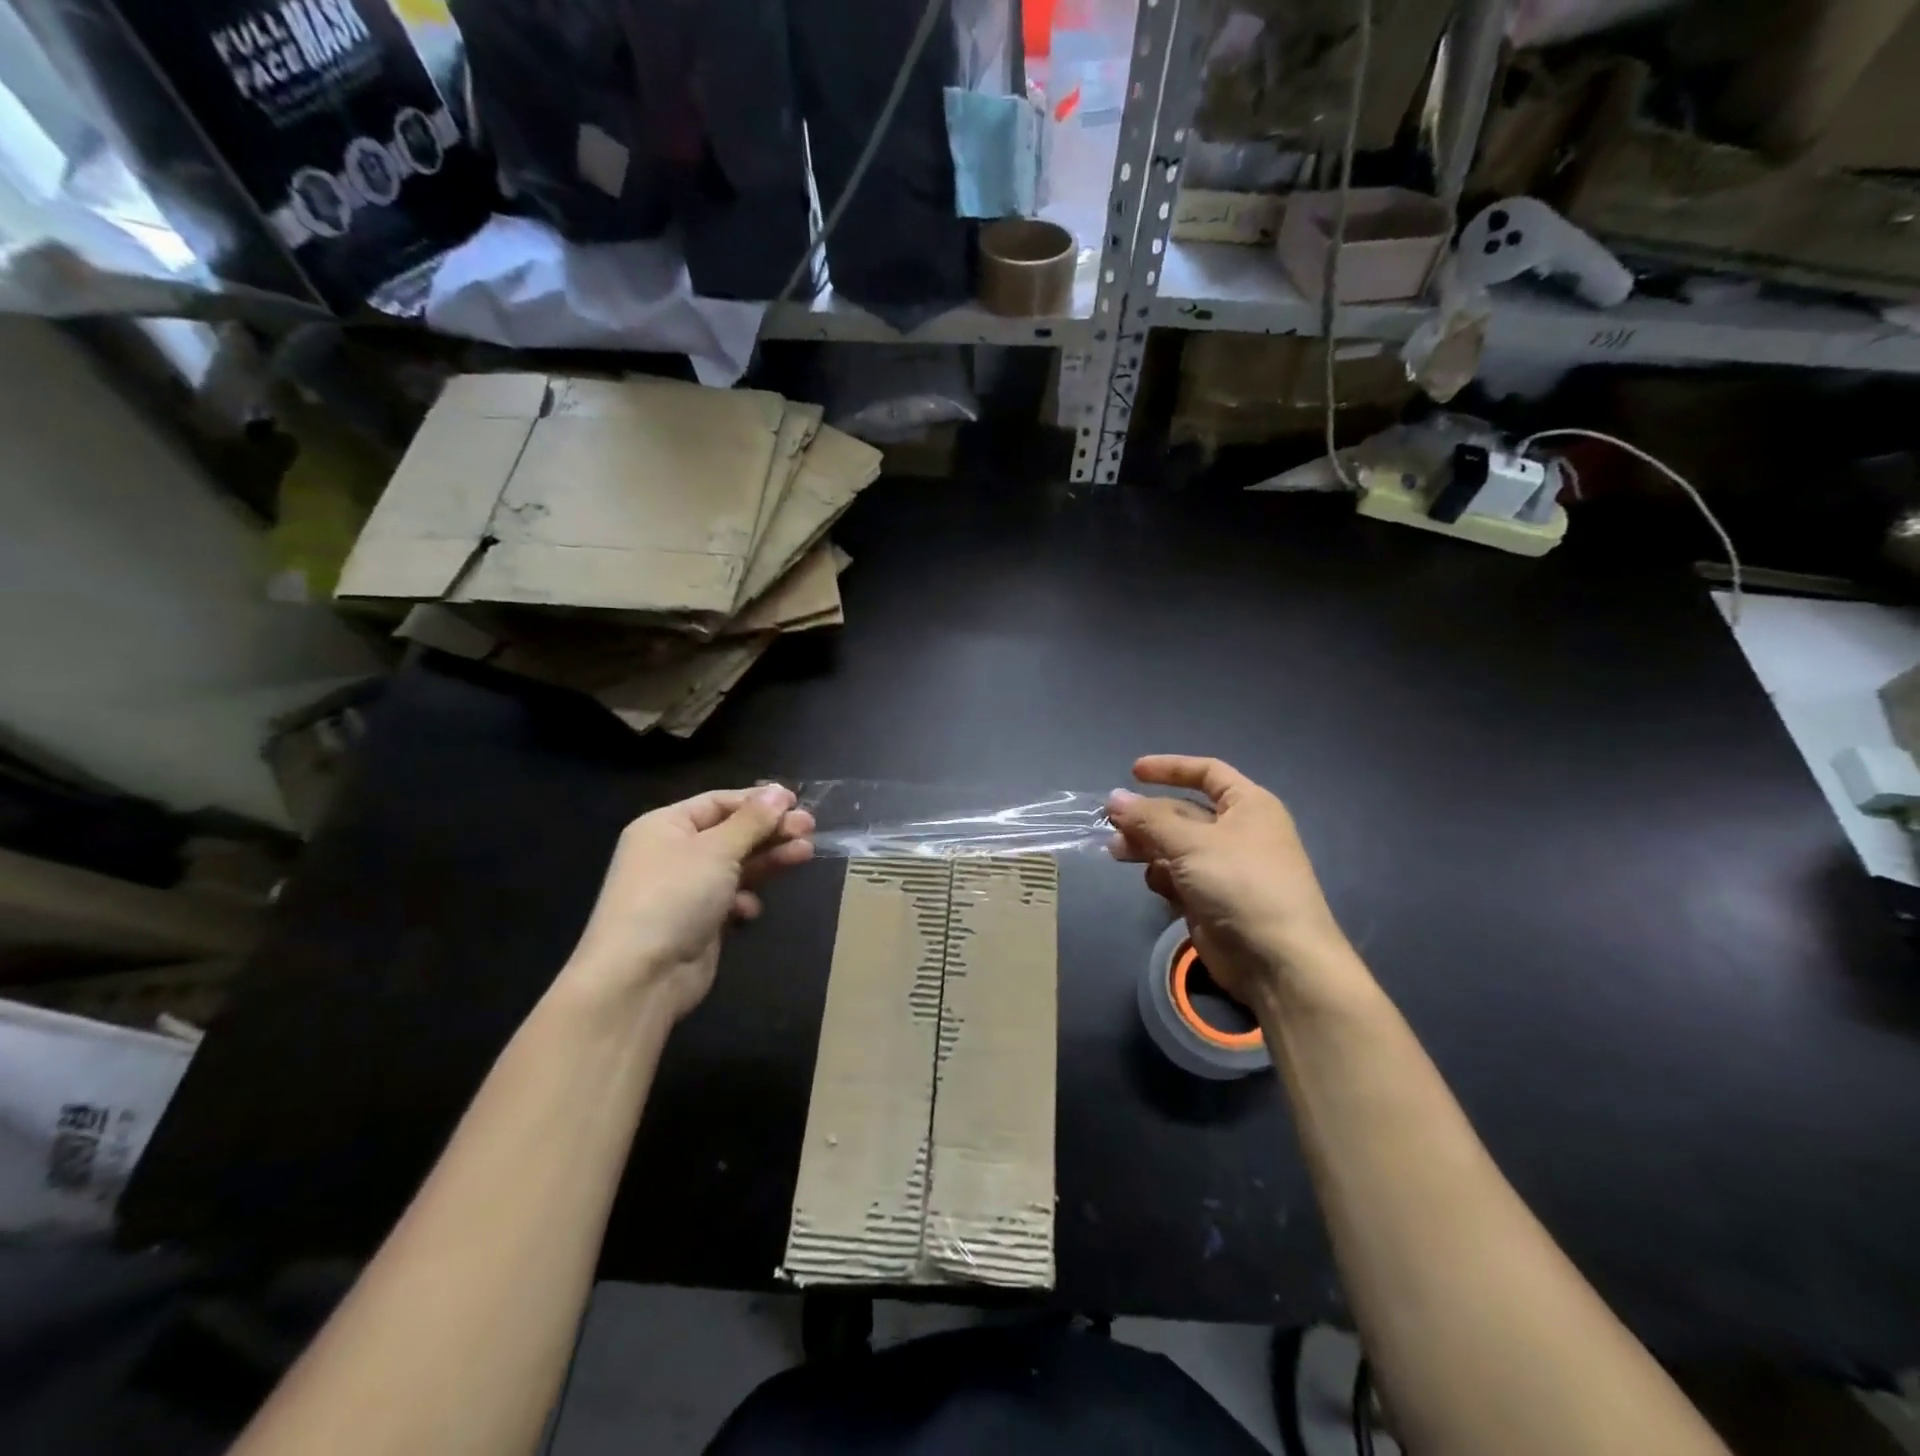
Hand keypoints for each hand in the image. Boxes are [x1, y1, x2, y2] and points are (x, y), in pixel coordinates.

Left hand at [562, 785, 814, 1023]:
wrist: (640, 976)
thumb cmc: (674, 896)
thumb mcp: (717, 849)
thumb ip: (753, 820)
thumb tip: (779, 791)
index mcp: (666, 826)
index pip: (718, 802)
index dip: (758, 801)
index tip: (796, 802)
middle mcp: (673, 853)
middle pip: (731, 833)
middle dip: (770, 831)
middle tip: (810, 830)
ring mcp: (686, 889)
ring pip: (736, 865)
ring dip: (769, 860)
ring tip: (805, 854)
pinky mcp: (698, 921)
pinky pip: (730, 899)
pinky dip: (745, 900)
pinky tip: (750, 910)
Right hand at [1108, 756, 1356, 1013]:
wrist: (1277, 960)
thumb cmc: (1240, 883)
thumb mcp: (1191, 843)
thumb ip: (1148, 819)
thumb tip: (1114, 798)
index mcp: (1248, 805)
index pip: (1207, 772)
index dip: (1170, 768)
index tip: (1133, 773)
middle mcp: (1238, 832)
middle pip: (1182, 812)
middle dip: (1147, 818)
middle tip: (1111, 825)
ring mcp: (1224, 868)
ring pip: (1175, 846)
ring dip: (1147, 847)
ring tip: (1117, 853)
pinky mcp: (1211, 899)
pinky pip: (1178, 876)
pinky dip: (1163, 877)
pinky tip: (1156, 885)